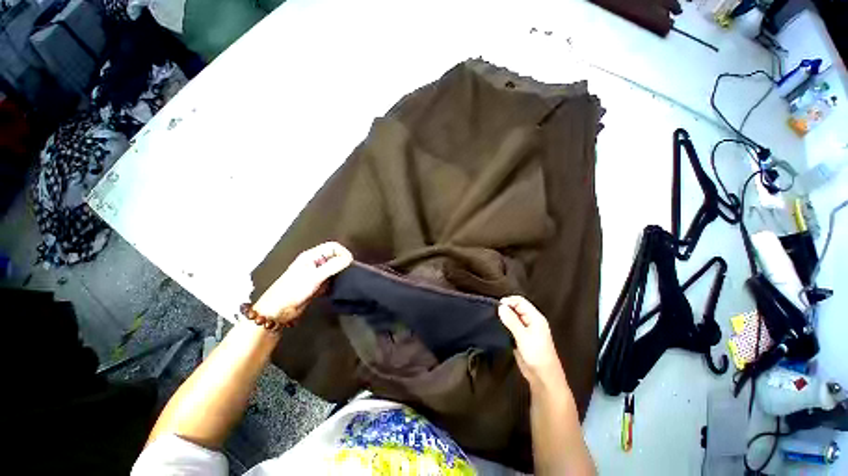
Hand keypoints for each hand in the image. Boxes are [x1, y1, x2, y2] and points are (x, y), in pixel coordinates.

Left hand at [251, 242, 352, 324]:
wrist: (278, 311)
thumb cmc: (293, 291)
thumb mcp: (314, 277)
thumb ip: (333, 266)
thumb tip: (349, 259)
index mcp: (311, 256)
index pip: (333, 246)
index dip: (343, 252)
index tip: (350, 263)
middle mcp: (314, 262)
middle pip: (334, 256)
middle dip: (342, 262)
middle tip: (348, 272)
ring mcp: (315, 273)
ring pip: (333, 267)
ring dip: (339, 272)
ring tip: (343, 280)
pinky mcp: (317, 283)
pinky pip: (331, 278)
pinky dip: (335, 282)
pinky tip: (335, 288)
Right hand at [499, 296, 567, 392]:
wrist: (543, 377)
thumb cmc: (537, 355)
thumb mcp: (523, 336)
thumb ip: (511, 321)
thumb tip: (501, 307)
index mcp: (535, 317)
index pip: (520, 301)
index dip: (509, 301)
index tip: (496, 306)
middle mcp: (531, 321)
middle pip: (516, 308)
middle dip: (505, 308)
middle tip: (494, 313)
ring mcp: (526, 329)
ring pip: (513, 317)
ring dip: (504, 317)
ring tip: (494, 319)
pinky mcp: (520, 337)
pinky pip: (511, 326)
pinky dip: (504, 325)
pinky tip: (497, 327)